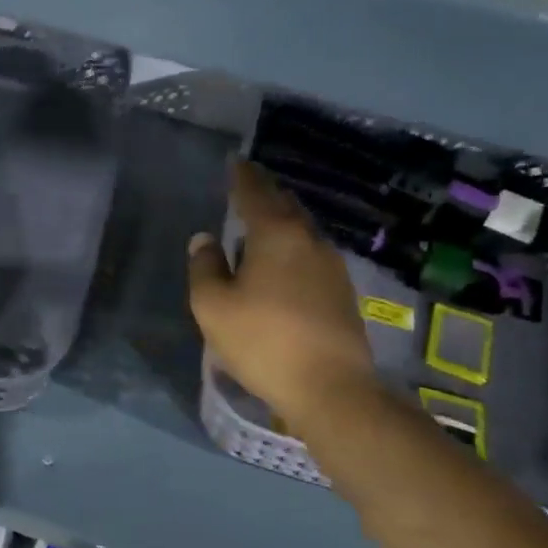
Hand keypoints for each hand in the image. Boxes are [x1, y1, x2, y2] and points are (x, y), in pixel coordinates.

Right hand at [188, 160, 379, 432]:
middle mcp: (308, 239)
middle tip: (245, 188)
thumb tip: (205, 239)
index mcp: (276, 234)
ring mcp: (331, 264)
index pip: (255, 191)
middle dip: (264, 193)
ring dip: (280, 221)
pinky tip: (282, 263)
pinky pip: (310, 254)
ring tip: (259, 225)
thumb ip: (204, 267)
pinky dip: (292, 247)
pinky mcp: (342, 290)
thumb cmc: (263, 341)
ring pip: (301, 230)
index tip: (233, 161)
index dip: (241, 175)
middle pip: (284, 205)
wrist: (330, 386)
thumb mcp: (214, 307)